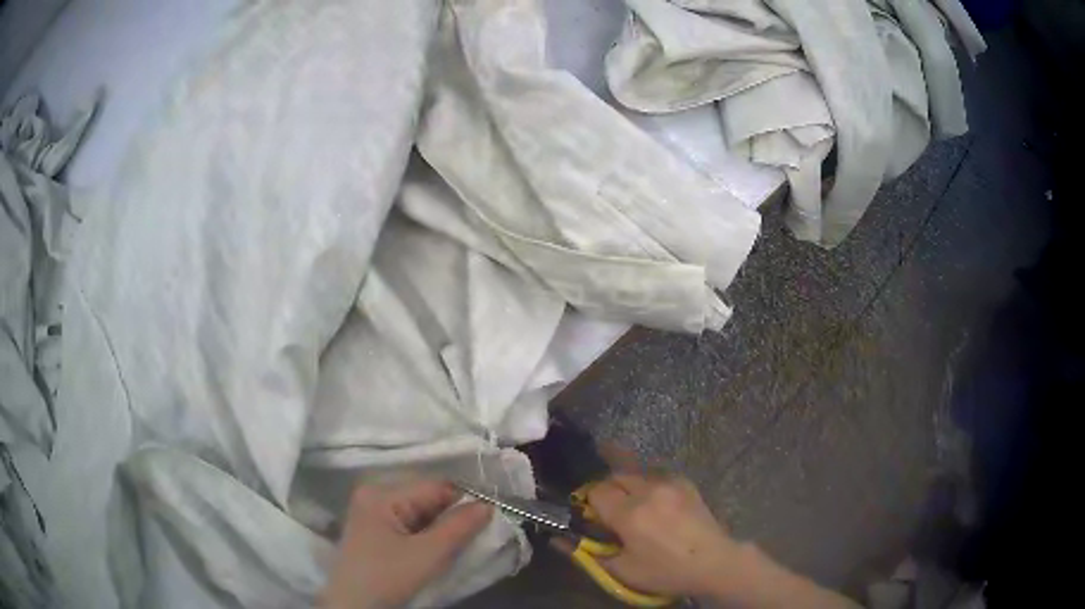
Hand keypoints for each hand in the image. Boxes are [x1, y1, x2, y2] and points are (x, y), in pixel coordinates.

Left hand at [320, 480, 492, 608]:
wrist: (353, 607)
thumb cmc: (388, 577)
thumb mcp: (428, 555)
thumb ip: (459, 527)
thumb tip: (488, 504)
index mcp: (382, 493)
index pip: (436, 486)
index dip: (465, 501)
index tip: (489, 520)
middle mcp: (374, 495)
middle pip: (427, 498)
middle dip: (452, 516)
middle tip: (473, 537)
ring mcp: (371, 513)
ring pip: (419, 513)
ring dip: (440, 528)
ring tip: (455, 546)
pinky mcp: (373, 531)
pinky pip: (408, 525)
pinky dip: (426, 536)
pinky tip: (434, 551)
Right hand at [581, 474, 741, 597]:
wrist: (714, 561)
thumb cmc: (666, 571)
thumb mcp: (623, 570)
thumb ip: (588, 552)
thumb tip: (557, 539)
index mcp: (630, 513)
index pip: (596, 490)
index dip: (589, 502)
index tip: (592, 516)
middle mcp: (648, 490)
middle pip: (614, 475)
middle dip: (607, 489)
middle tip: (610, 511)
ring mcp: (670, 483)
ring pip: (636, 472)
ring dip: (627, 484)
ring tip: (632, 505)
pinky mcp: (685, 482)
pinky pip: (656, 475)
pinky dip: (648, 484)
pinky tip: (654, 501)